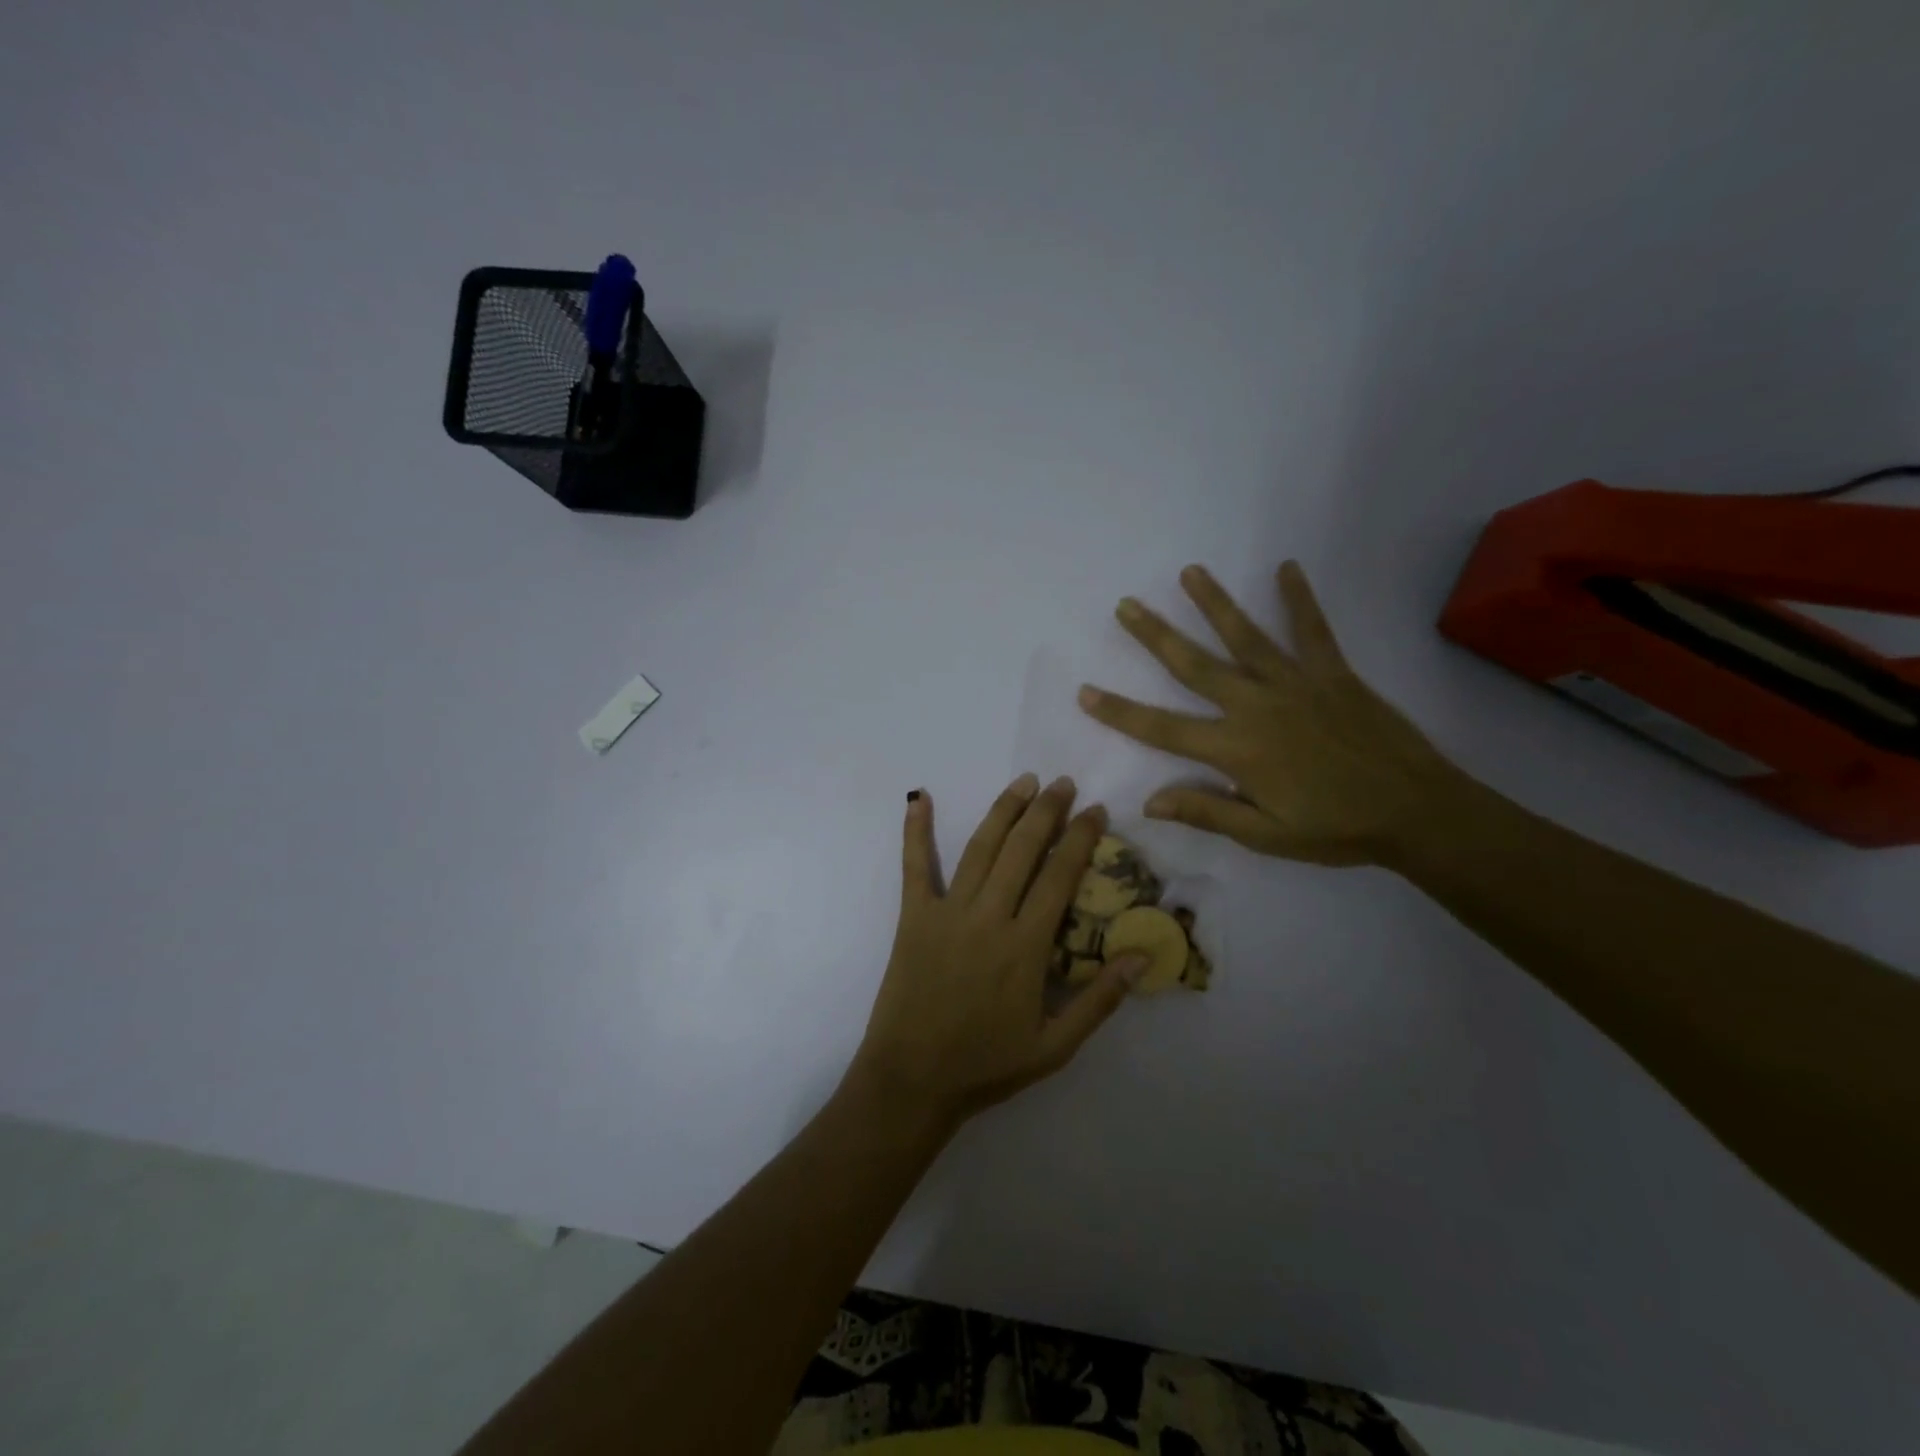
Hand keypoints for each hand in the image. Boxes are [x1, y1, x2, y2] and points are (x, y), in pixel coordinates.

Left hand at [848, 776, 1146, 1130]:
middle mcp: (989, 917)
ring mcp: (948, 912)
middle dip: (1046, 811)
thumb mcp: (1055, 1046)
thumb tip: (1144, 955)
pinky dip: (916, 830)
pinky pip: (914, 866)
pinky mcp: (913, 917)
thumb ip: (1100, 1000)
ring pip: (981, 848)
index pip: (1060, 877)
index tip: (1096, 810)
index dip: (1080, 839)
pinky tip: (919, 798)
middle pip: (1023, 850)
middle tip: (1063, 783)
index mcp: (1026, 946)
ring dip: (1004, 811)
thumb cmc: (986, 1065)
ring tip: (1024, 782)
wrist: (913, 1080)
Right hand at [1078, 561, 1461, 866]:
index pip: (1162, 728)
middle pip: (1194, 665)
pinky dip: (1299, 599)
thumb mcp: (1265, 834)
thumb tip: (1149, 800)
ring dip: (1213, 603)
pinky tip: (1287, 568)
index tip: (1085, 692)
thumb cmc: (1335, 828)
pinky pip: (1313, 631)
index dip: (1119, 711)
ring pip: (1244, 636)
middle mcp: (1256, 705)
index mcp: (1235, 748)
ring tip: (1189, 572)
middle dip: (1155, 636)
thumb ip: (1206, 811)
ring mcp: (1295, 683)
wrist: (1417, 811)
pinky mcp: (1333, 674)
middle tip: (1126, 605)